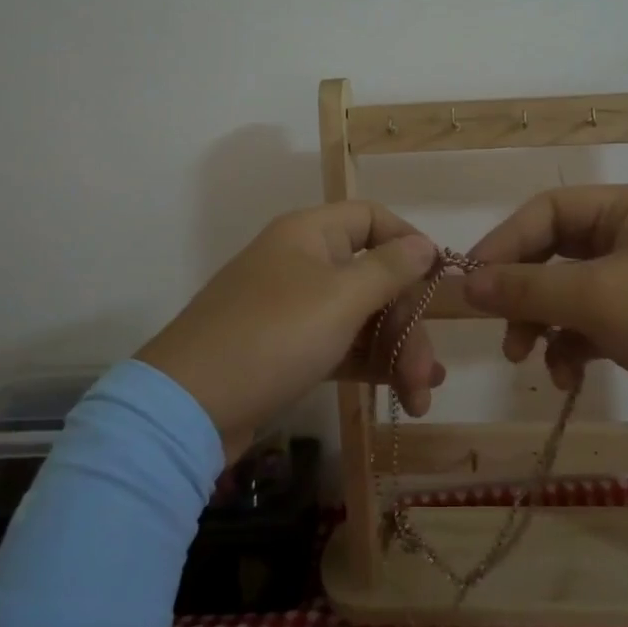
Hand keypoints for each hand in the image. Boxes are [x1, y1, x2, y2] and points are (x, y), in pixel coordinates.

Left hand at [136, 202, 443, 457]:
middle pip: (374, 277)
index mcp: (310, 234)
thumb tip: (424, 243)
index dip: (409, 243)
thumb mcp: (340, 299)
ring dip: (395, 351)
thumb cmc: (272, 338)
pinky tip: (402, 394)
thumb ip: (389, 270)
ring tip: (421, 396)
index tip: (439, 282)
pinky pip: (341, 345)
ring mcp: (294, 308)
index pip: (372, 218)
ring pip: (361, 317)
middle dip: (406, 323)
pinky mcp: (288, 350)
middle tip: (428, 372)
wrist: (188, 408)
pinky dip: (371, 365)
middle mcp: (303, 263)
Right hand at [463, 185, 627, 453]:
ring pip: (572, 293)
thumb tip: (466, 283)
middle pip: (557, 253)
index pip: (549, 210)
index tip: (472, 283)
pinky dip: (573, 348)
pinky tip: (568, 378)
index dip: (505, 244)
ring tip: (529, 361)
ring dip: (545, 326)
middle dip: (525, 293)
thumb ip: (527, 288)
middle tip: (501, 330)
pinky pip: (594, 325)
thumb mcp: (598, 298)